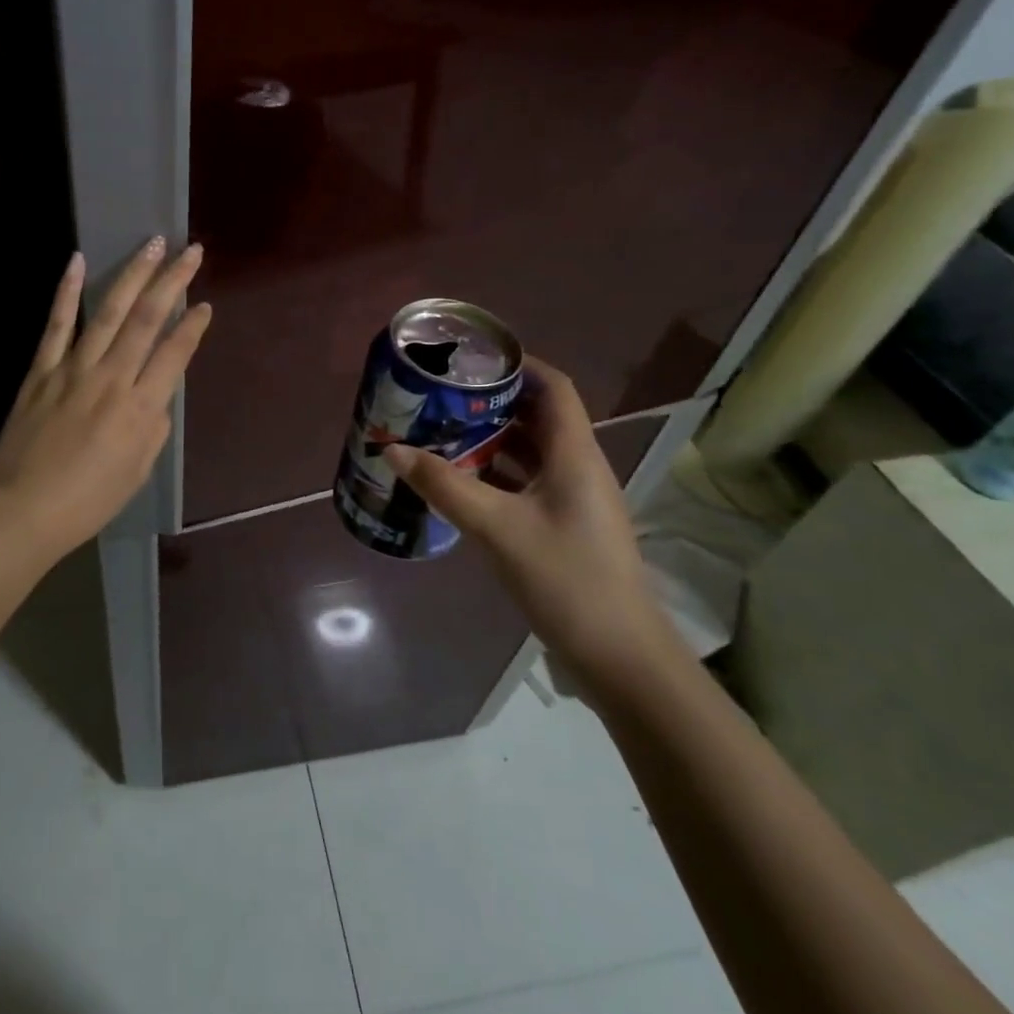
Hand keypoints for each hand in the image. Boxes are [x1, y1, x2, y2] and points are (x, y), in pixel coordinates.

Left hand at [0, 237, 211, 559]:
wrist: (22, 511)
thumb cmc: (88, 501)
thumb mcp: (138, 471)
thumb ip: (154, 427)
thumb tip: (156, 395)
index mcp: (140, 408)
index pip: (175, 354)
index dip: (193, 326)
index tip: (206, 304)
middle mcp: (112, 378)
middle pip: (148, 319)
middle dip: (173, 281)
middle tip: (190, 251)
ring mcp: (73, 369)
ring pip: (108, 312)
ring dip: (133, 274)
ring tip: (152, 244)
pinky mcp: (41, 370)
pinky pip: (56, 325)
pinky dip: (67, 292)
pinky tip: (78, 261)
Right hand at [384, 358, 676, 679]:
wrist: (620, 655)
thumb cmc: (566, 579)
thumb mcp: (498, 528)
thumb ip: (445, 486)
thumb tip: (393, 449)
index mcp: (575, 453)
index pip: (554, 387)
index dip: (519, 364)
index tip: (472, 358)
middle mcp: (578, 467)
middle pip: (538, 416)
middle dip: (492, 401)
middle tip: (441, 396)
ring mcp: (573, 499)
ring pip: (531, 451)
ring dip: (491, 439)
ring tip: (441, 431)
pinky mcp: (564, 526)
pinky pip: (527, 482)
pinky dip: (496, 474)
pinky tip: (460, 481)